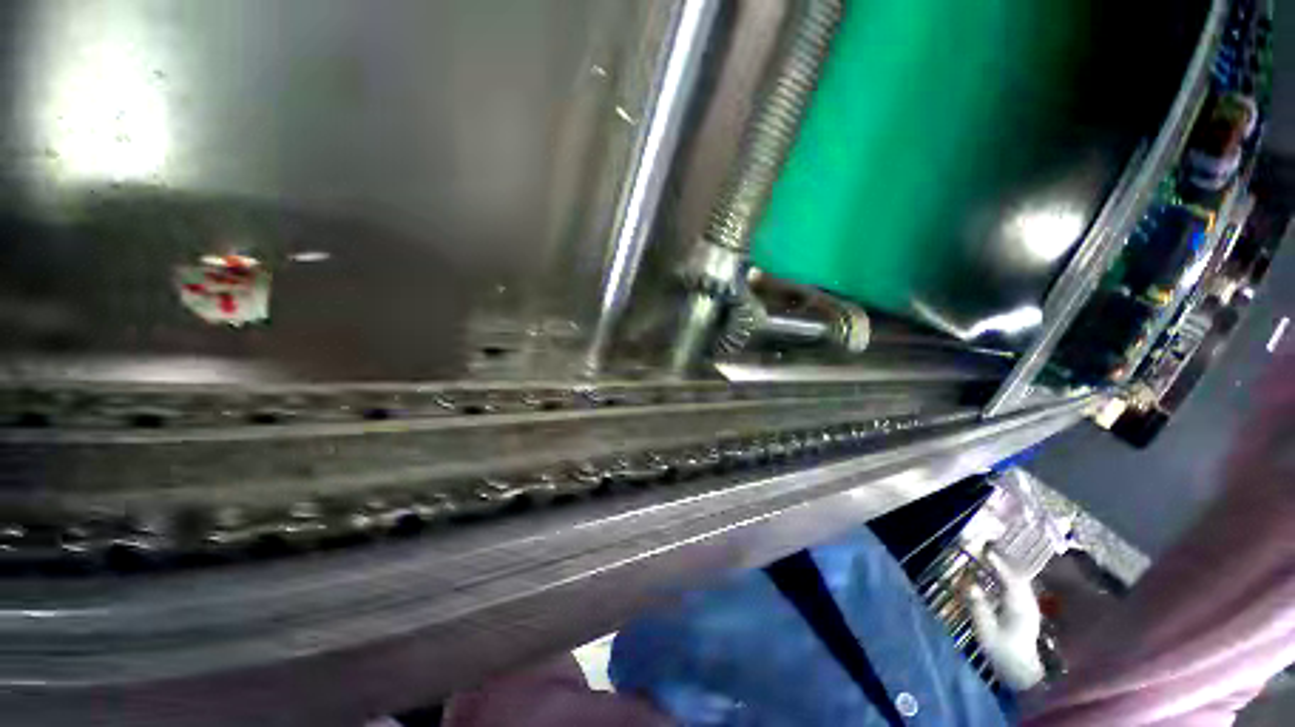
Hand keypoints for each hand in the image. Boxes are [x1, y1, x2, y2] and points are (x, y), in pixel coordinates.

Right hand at [965, 550, 1044, 690]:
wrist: (1020, 671)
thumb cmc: (1001, 651)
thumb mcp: (985, 630)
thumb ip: (978, 606)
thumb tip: (969, 585)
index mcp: (1019, 607)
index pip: (1010, 579)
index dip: (998, 563)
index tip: (985, 549)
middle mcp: (1028, 603)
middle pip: (1018, 575)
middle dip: (1003, 560)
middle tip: (985, 547)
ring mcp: (1030, 606)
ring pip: (1020, 580)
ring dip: (1006, 567)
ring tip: (989, 557)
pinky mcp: (1027, 610)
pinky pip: (1019, 586)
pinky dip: (1007, 576)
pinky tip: (996, 575)